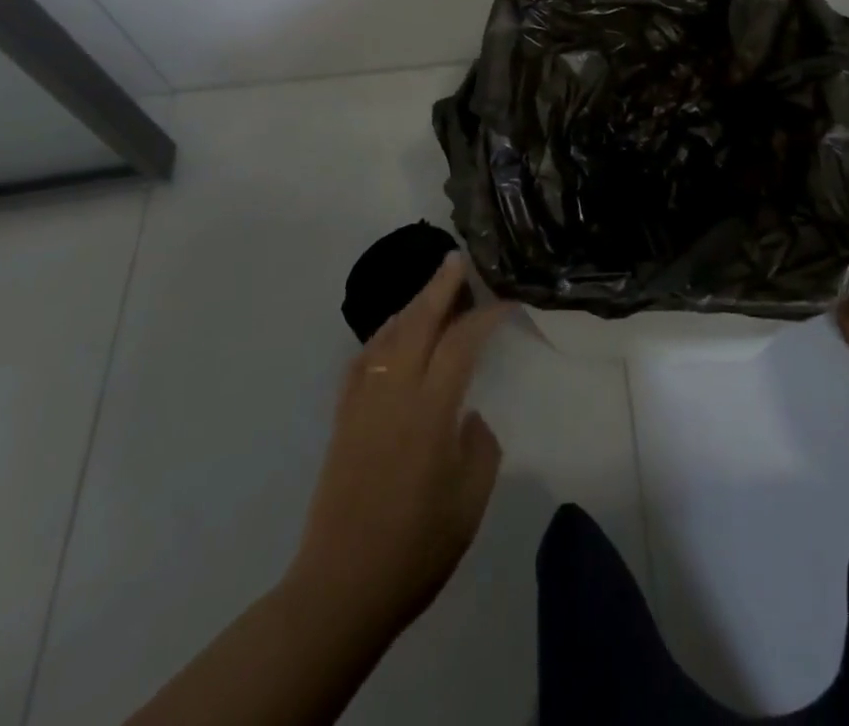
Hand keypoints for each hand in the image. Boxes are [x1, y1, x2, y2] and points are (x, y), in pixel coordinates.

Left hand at [289, 254, 509, 636]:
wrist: (342, 587)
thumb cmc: (417, 548)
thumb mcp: (470, 501)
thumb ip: (479, 447)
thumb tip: (470, 417)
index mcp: (431, 411)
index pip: (461, 343)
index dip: (485, 316)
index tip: (505, 302)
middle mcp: (395, 393)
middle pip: (418, 323)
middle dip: (439, 287)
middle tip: (456, 260)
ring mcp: (364, 403)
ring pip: (387, 336)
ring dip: (410, 306)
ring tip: (430, 290)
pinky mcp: (343, 418)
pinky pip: (363, 360)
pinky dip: (381, 337)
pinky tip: (391, 336)